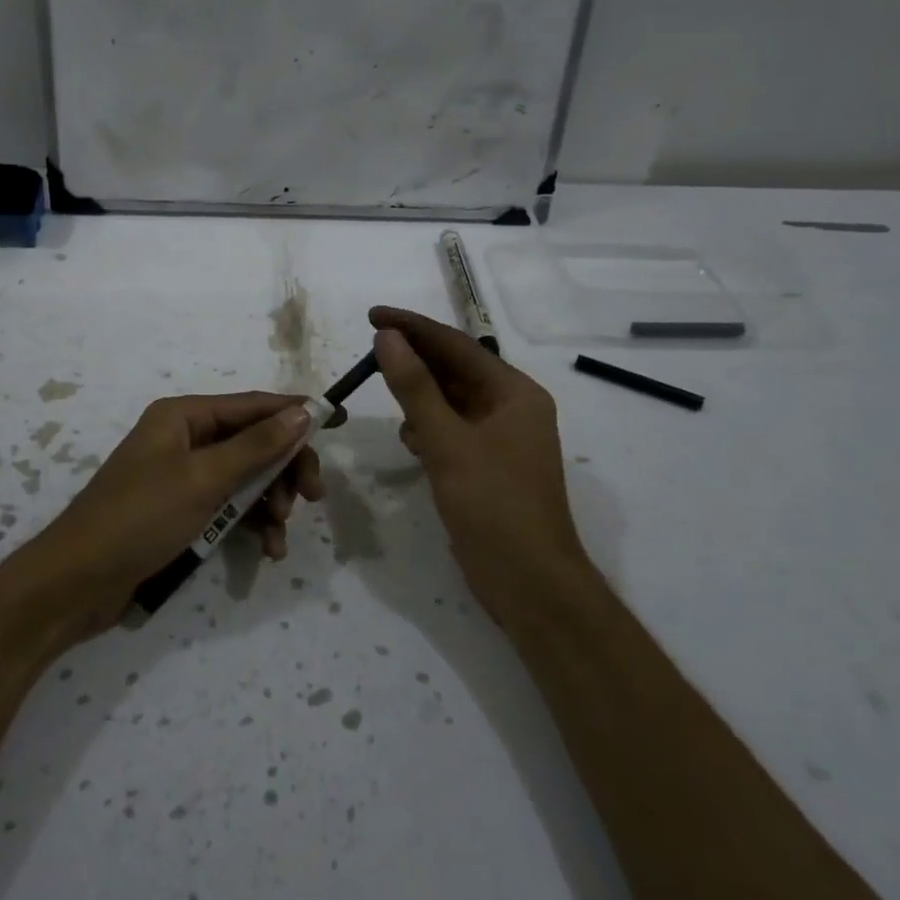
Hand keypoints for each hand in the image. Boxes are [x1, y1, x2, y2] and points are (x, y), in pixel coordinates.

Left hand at [4, 392, 325, 641]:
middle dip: (284, 469)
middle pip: (252, 443)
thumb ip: (256, 446)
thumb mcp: (204, 479)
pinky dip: (249, 524)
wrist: (76, 582)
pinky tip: (266, 550)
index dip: (295, 413)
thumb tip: (303, 411)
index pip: (252, 405)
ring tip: (279, 536)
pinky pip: (227, 507)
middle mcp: (184, 438)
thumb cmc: (139, 518)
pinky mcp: (179, 511)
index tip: (337, 422)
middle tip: (311, 498)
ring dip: (269, 503)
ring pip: (244, 478)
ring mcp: (181, 477)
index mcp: (183, 416)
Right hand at [370, 306, 588, 624]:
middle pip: (455, 370)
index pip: (456, 345)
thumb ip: (414, 387)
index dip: (412, 327)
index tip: (371, 315)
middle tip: (369, 351)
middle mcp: (512, 408)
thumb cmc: (494, 505)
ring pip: (451, 401)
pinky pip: (452, 430)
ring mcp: (501, 439)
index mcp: (515, 393)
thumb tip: (386, 337)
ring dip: (419, 395)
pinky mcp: (487, 465)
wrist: (529, 583)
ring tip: (385, 393)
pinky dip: (428, 427)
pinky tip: (409, 438)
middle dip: (414, 361)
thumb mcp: (447, 441)